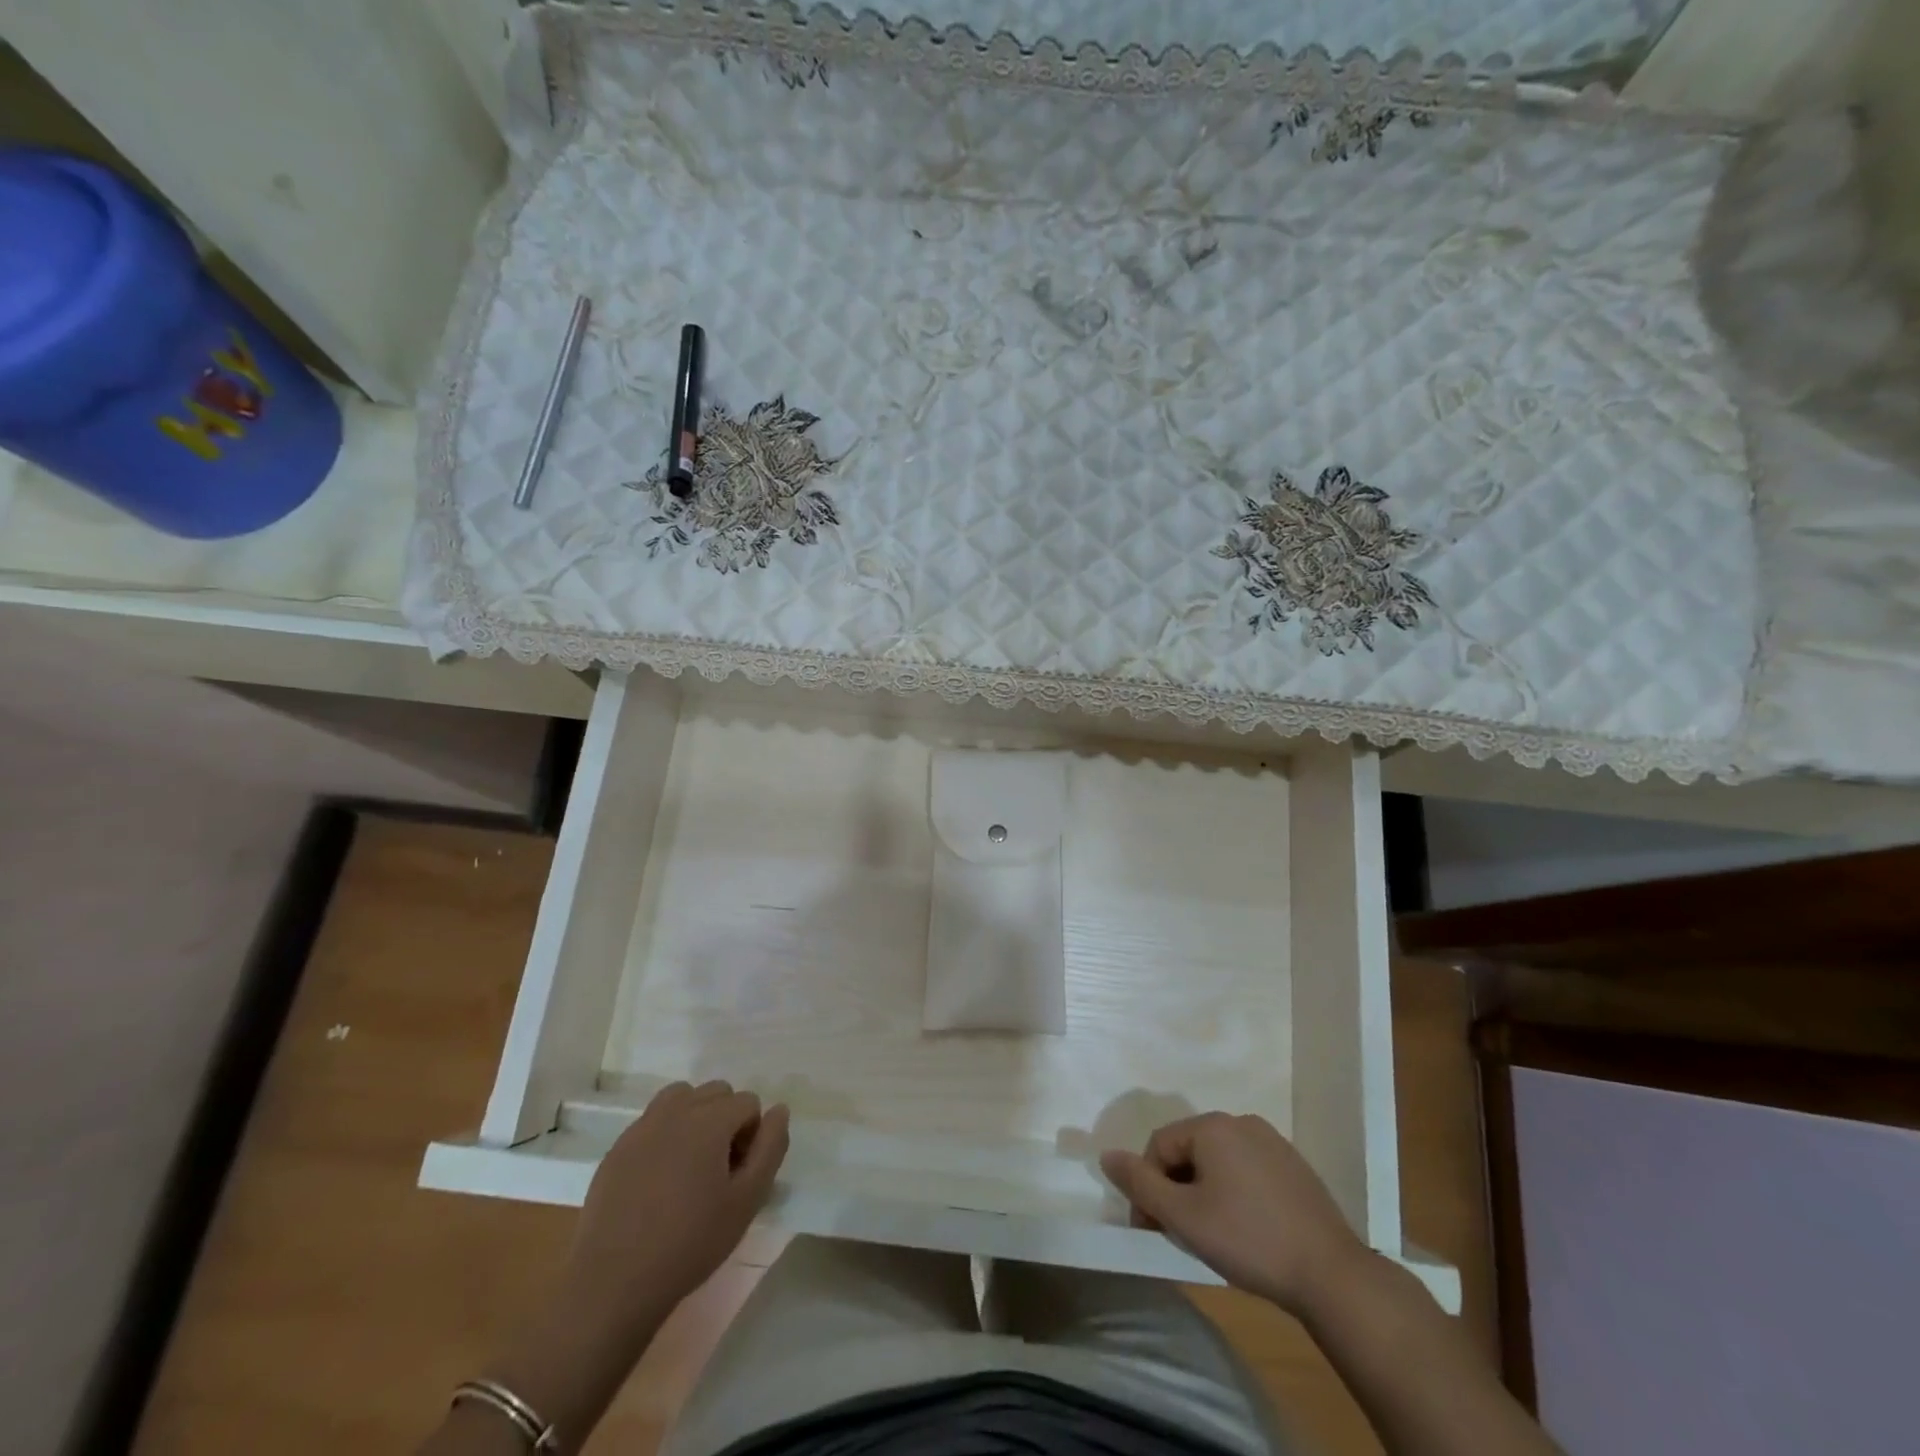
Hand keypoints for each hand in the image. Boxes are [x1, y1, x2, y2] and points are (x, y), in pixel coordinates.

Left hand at [565, 1080, 790, 1332]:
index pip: (748, 1102)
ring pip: (682, 1097)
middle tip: (719, 1170)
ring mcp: (642, 1126)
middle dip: (726, 1120)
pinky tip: (660, 1180)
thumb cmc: (690, 1242)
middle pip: (716, 1092)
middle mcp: (676, 1110)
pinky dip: (666, 1134)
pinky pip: (653, 1121)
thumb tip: (779, 1111)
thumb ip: (770, 1148)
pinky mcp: (618, 1147)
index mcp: (709, 1119)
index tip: (740, 1174)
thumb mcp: (747, 1200)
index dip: (752, 1135)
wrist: (613, 1283)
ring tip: (692, 1165)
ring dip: (696, 1117)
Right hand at [1101, 1112, 1367, 1314]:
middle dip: (1176, 1189)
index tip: (1151, 1229)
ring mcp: (1272, 1142)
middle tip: (1180, 1234)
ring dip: (1203, 1191)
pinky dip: (1235, 1193)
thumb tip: (1106, 1155)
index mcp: (1212, 1126)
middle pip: (1189, 1150)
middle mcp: (1241, 1121)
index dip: (1148, 1187)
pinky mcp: (1294, 1166)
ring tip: (1212, 1234)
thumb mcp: (1183, 1216)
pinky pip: (1247, 1170)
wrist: (1332, 1275)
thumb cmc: (1249, 1240)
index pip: (1159, 1146)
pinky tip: (1246, 1229)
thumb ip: (1140, 1183)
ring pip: (1218, 1161)